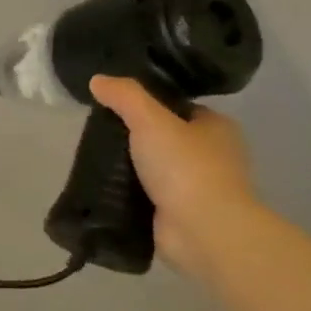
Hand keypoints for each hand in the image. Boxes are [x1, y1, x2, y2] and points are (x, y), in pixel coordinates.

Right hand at [90, 76, 257, 279]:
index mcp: (217, 128)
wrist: (203, 230)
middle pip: (165, 138)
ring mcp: (198, 187)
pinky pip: (149, 195)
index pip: (179, 107)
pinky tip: (103, 187)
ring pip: (155, 168)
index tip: (115, 107)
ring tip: (93, 160)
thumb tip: (97, 80)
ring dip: (130, 167)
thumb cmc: (185, 167)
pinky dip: (129, 193)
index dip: (149, 104)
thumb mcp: (150, 120)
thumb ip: (124, 97)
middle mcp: (213, 155)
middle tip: (98, 134)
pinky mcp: (181, 214)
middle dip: (134, 138)